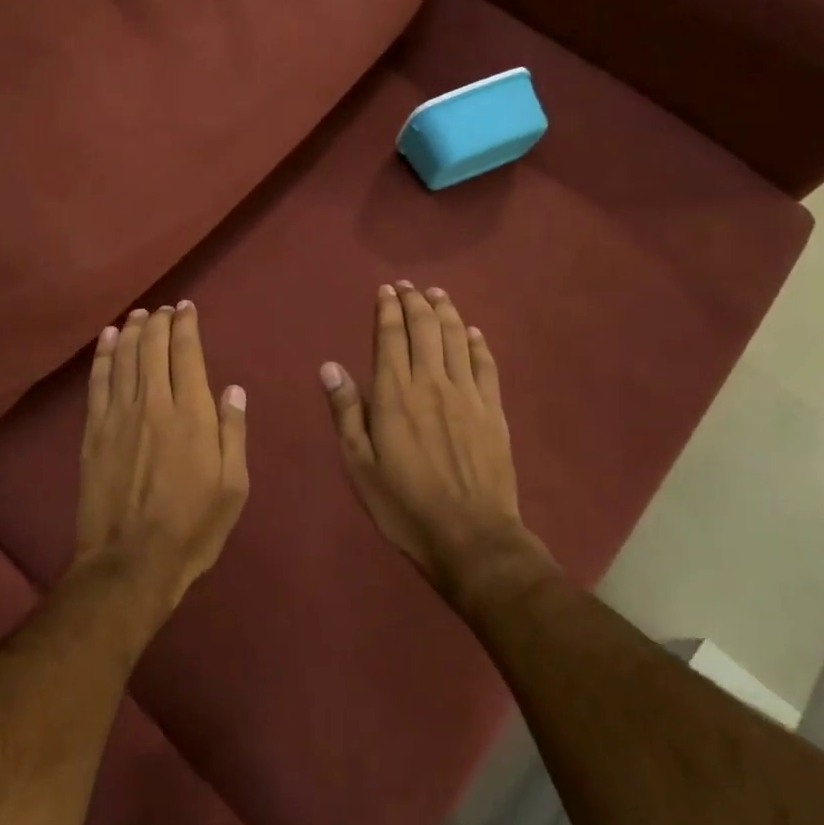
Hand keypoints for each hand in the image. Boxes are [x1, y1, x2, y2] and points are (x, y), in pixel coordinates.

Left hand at [76, 303, 249, 615]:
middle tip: (164, 308)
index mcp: (192, 415)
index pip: (187, 353)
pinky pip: (98, 381)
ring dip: (132, 330)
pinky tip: (108, 339)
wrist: (130, 562)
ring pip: (125, 357)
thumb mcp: (233, 487)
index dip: (186, 325)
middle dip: (159, 321)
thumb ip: (233, 433)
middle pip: (153, 347)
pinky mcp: (94, 431)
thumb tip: (233, 389)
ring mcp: (119, 415)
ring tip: (139, 314)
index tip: (187, 308)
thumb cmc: (192, 528)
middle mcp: (154, 403)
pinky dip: (104, 355)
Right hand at [321, 283, 554, 604]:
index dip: (388, 310)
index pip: (391, 338)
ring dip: (446, 312)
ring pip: (457, 339)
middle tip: (408, 286)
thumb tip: (330, 367)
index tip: (386, 290)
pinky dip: (477, 343)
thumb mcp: (360, 465)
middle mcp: (432, 384)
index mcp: (395, 395)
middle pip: (426, 329)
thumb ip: (346, 412)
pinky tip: (473, 332)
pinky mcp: (493, 411)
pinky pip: (486, 365)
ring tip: (437, 294)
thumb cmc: (404, 505)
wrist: (472, 538)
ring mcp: (467, 395)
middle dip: (415, 302)